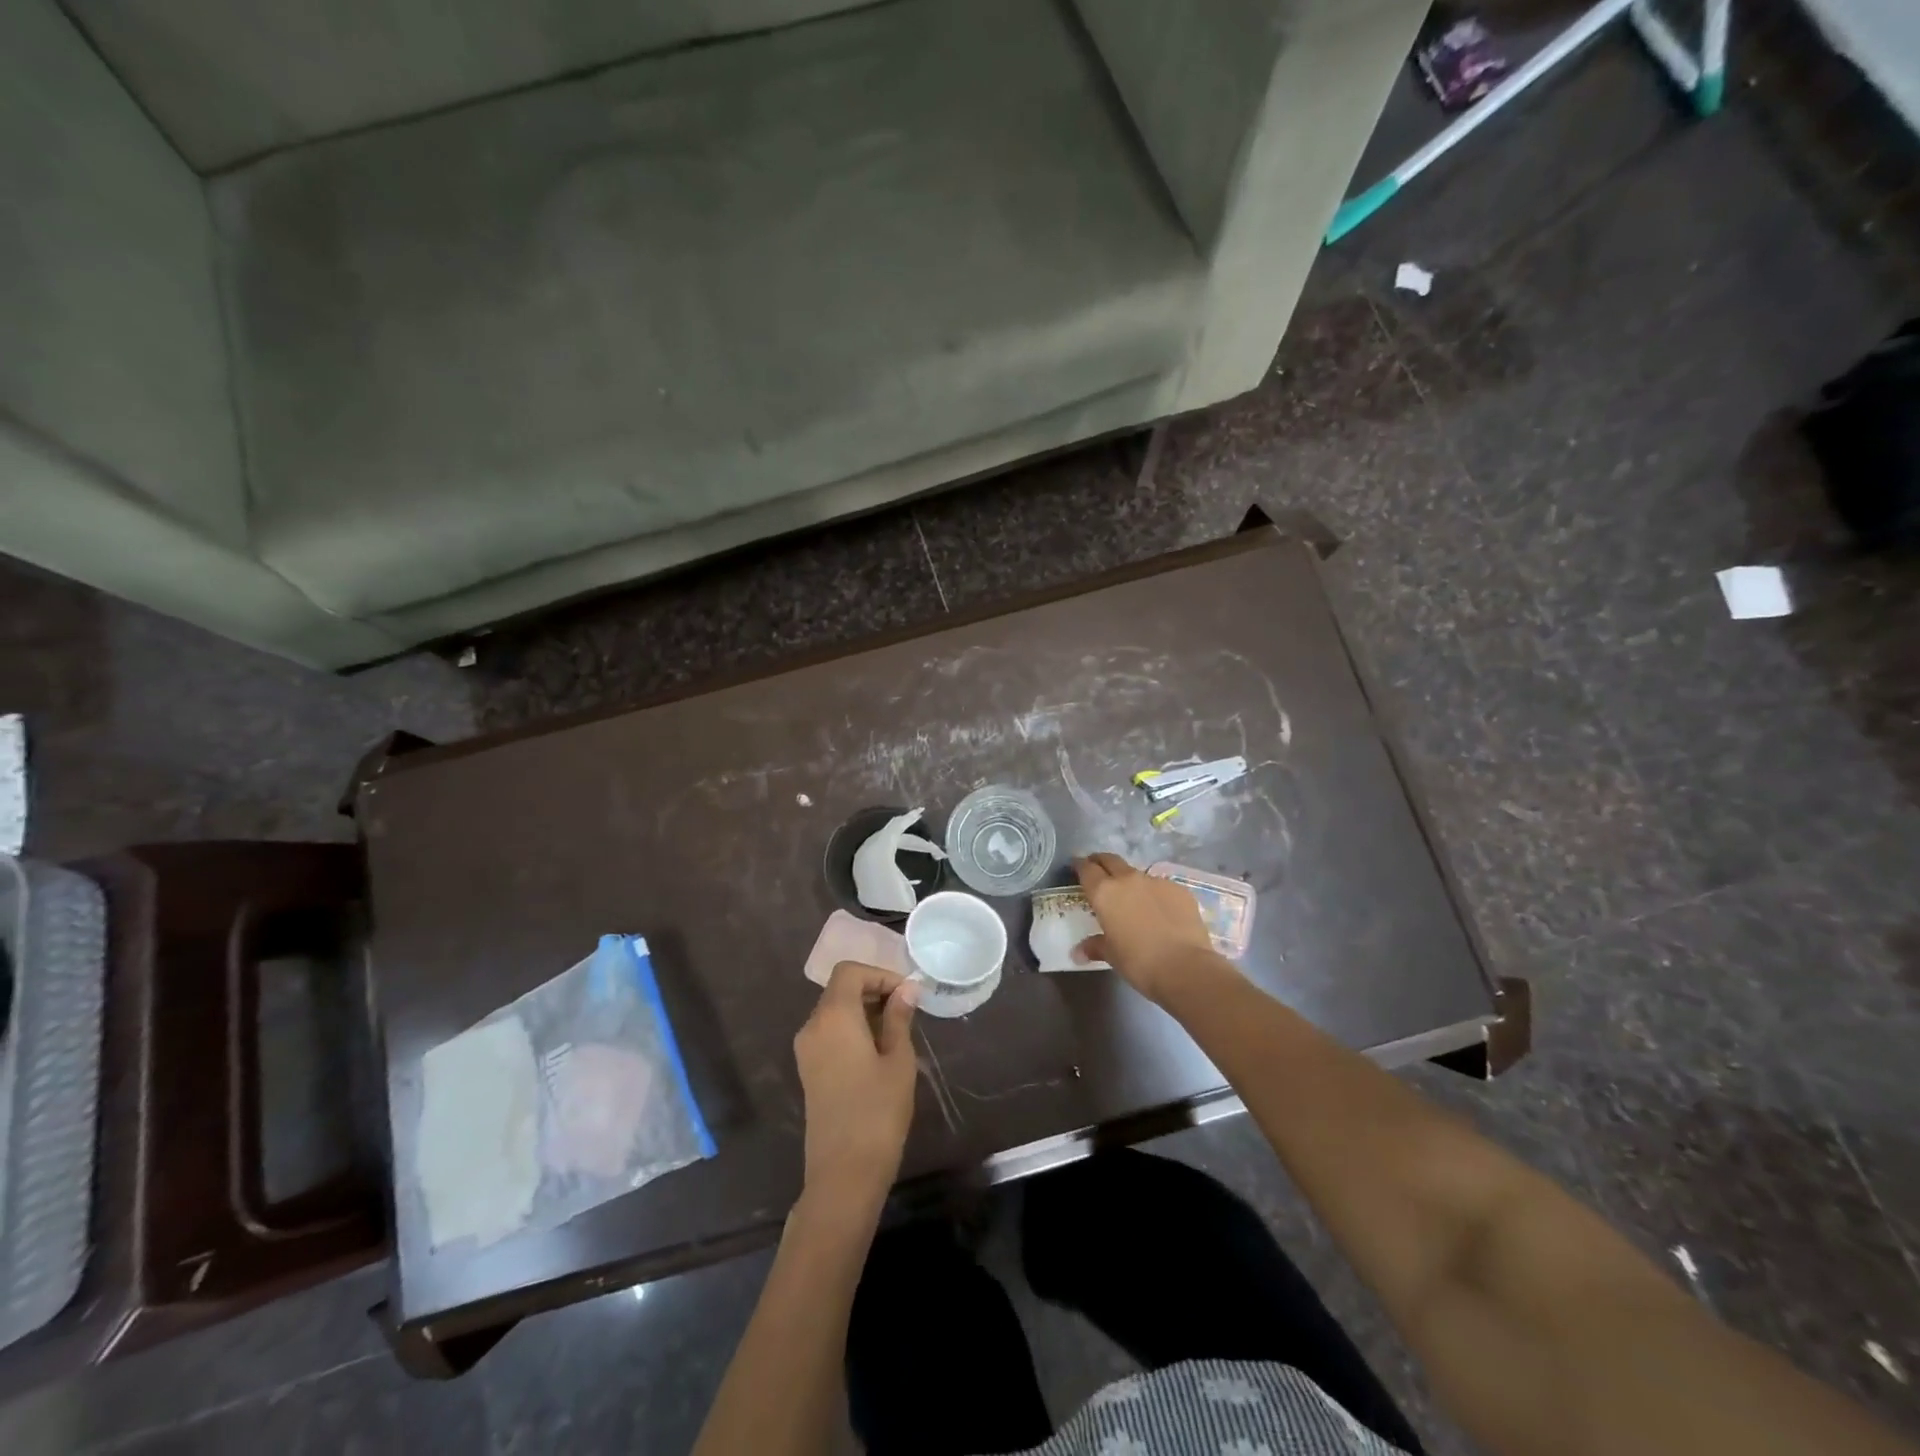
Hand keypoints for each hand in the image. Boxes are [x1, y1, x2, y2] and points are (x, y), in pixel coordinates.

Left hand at [793, 961, 918, 1209]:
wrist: (843, 1174)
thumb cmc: (877, 1112)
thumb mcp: (898, 1061)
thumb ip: (899, 1019)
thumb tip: (906, 989)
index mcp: (833, 1016)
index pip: (850, 972)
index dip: (880, 974)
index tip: (907, 994)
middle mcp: (812, 1026)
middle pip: (840, 989)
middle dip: (873, 990)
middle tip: (907, 1009)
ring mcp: (806, 1049)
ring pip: (834, 1010)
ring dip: (864, 1010)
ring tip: (897, 1030)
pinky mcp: (807, 1070)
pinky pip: (829, 1032)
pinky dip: (852, 1028)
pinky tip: (877, 1050)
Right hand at [1073, 853, 1214, 1002]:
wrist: (1185, 967)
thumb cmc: (1138, 962)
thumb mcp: (1111, 955)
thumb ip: (1095, 946)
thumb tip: (1078, 952)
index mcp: (1104, 892)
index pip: (1086, 869)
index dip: (1080, 865)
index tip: (1076, 866)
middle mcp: (1128, 880)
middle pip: (1110, 860)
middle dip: (1102, 862)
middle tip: (1098, 870)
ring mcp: (1156, 882)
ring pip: (1137, 874)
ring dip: (1130, 881)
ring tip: (1133, 898)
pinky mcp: (1179, 890)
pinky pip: (1161, 887)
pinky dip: (1156, 895)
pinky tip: (1161, 912)